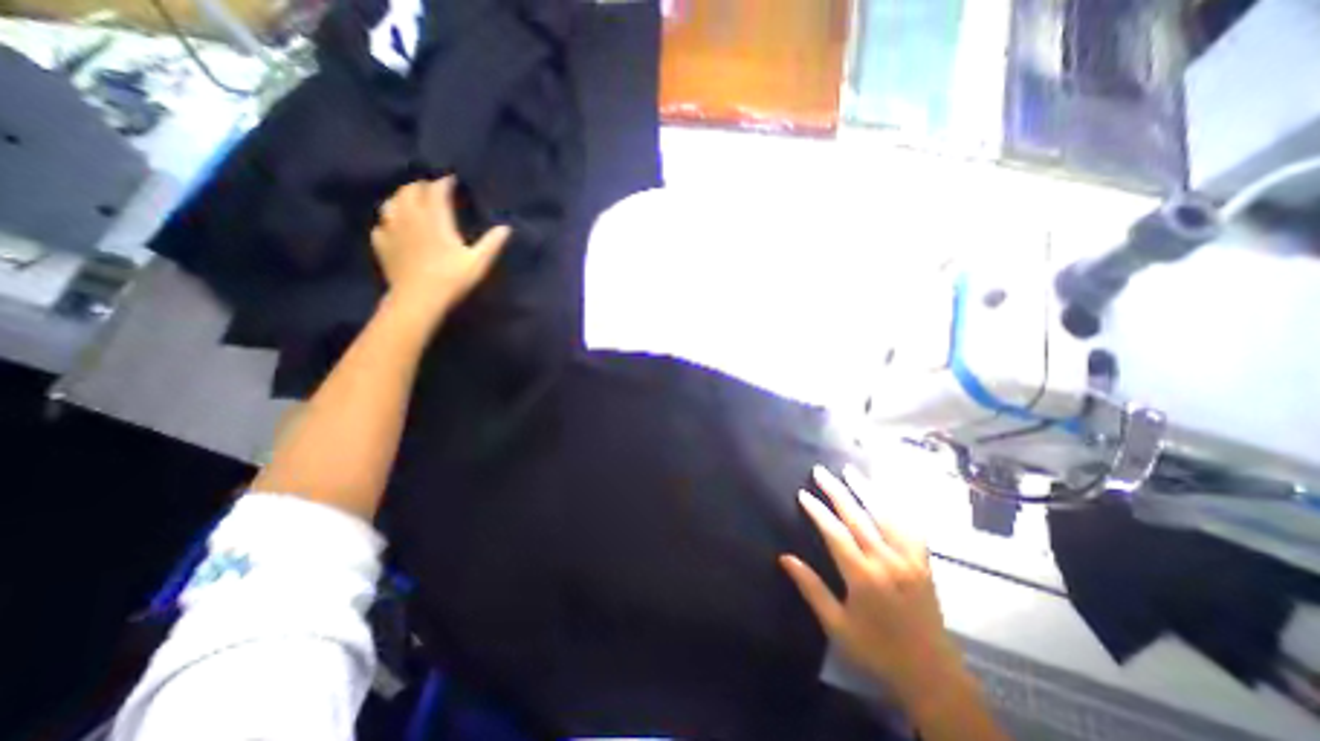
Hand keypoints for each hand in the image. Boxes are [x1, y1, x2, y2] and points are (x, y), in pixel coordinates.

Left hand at [377, 177, 515, 322]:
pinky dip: (389, 221)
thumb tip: (506, 228)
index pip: (436, 190)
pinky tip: (395, 228)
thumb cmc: (451, 279)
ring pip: (391, 202)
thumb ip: (492, 243)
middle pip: (410, 190)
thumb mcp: (478, 263)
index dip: (444, 182)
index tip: (452, 180)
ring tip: (412, 203)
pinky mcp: (382, 244)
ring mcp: (391, 229)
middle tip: (433, 191)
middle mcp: (410, 217)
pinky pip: (381, 224)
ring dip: (402, 198)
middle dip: (422, 186)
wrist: (418, 300)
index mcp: (434, 218)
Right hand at [775, 467, 967, 708]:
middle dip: (837, 491)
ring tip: (850, 471)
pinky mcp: (924, 563)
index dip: (817, 511)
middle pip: (858, 516)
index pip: (835, 533)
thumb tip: (784, 558)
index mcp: (863, 577)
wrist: (932, 676)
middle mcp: (887, 561)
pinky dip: (897, 507)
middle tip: (820, 471)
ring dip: (866, 489)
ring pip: (885, 515)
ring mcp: (909, 560)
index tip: (803, 493)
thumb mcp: (836, 625)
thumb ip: (811, 588)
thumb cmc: (877, 651)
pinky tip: (887, 495)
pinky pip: (910, 527)